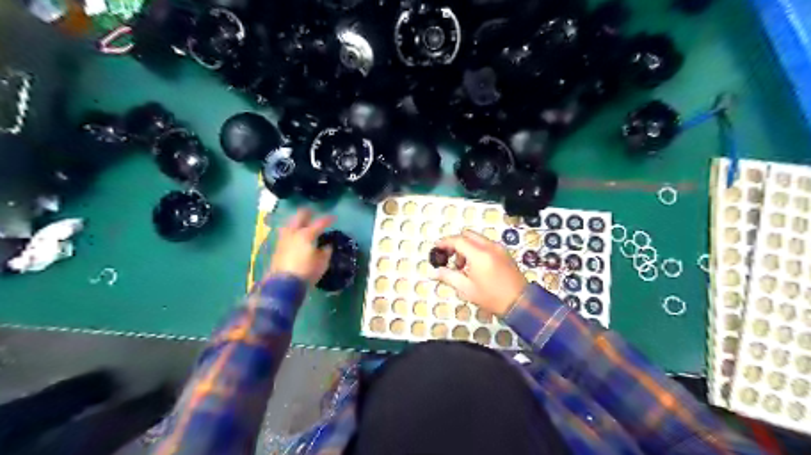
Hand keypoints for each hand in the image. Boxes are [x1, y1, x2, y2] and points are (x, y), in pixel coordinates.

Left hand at [269, 209, 333, 286]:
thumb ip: (325, 252)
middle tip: (313, 213)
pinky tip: (294, 235)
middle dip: (307, 213)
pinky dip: (291, 230)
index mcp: (307, 235)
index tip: (334, 218)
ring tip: (301, 223)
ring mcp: (284, 239)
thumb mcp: (322, 263)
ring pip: (289, 223)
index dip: (328, 219)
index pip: (319, 223)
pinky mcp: (277, 247)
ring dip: (296, 221)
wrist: (283, 284)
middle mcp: (294, 233)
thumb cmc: (306, 272)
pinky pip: (285, 232)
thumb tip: (326, 246)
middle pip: (299, 216)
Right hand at [430, 232, 525, 316]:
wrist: (520, 303)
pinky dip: (477, 249)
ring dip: (466, 247)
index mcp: (479, 254)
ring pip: (477, 239)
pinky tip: (475, 266)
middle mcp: (489, 246)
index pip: (458, 240)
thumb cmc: (491, 297)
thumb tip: (433, 272)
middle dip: (456, 243)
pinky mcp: (505, 253)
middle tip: (449, 257)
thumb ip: (448, 277)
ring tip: (462, 267)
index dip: (445, 242)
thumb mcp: (466, 289)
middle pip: (468, 235)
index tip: (436, 247)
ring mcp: (499, 248)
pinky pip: (486, 245)